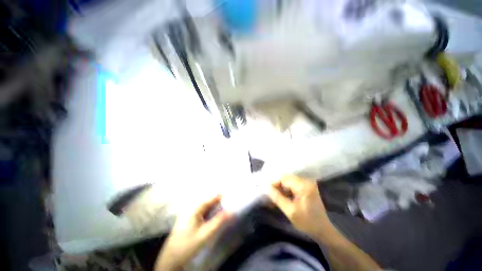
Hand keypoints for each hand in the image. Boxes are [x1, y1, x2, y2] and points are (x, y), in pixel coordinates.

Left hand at [155, 195, 231, 270]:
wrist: (171, 259)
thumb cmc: (187, 245)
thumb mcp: (205, 234)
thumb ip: (218, 222)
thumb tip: (231, 212)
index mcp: (193, 209)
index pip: (209, 199)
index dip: (219, 196)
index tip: (228, 194)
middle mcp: (190, 208)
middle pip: (207, 201)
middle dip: (217, 201)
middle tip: (227, 201)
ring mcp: (188, 214)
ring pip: (204, 206)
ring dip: (213, 206)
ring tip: (222, 206)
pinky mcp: (188, 220)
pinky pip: (201, 212)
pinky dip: (209, 211)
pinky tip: (213, 214)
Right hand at [268, 175, 333, 239]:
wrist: (323, 230)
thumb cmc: (308, 223)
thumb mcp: (290, 211)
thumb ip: (278, 198)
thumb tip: (267, 188)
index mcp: (304, 185)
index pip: (284, 178)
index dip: (274, 183)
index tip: (267, 192)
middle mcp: (306, 181)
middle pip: (286, 178)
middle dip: (277, 186)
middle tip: (270, 195)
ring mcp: (307, 183)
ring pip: (288, 181)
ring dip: (281, 189)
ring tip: (274, 198)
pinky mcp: (306, 187)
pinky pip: (292, 185)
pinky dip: (286, 191)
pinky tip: (281, 198)